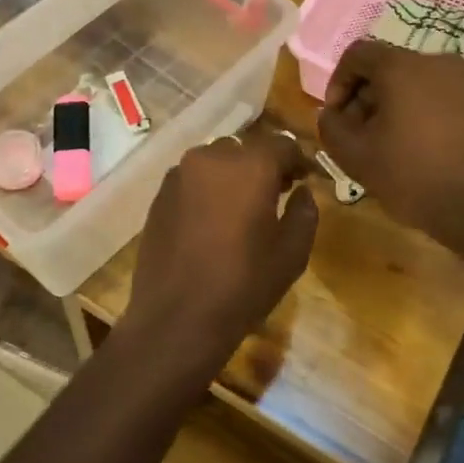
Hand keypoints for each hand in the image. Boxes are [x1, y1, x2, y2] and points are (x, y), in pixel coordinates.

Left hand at [124, 131, 318, 384]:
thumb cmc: (243, 285)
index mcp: (250, 166)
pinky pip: (191, 179)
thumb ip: (304, 212)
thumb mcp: (291, 253)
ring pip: (215, 161)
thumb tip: (302, 191)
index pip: (282, 145)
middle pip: (245, 149)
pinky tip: (211, 220)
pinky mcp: (159, 194)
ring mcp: (179, 174)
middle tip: (275, 193)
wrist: (177, 317)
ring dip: (232, 174)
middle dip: (262, 165)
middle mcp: (211, 158)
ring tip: (240, 207)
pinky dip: (206, 188)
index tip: (304, 180)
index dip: (297, 161)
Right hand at [317, 41, 463, 254]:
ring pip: (418, 83)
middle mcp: (438, 62)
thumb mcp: (354, 156)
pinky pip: (444, 97)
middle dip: (367, 97)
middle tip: (360, 134)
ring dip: (396, 106)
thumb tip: (332, 113)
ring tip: (392, 144)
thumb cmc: (411, 177)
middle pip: (389, 68)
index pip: (358, 54)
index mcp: (402, 67)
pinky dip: (426, 113)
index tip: (337, 117)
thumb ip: (331, 126)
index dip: (338, 82)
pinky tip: (424, 148)